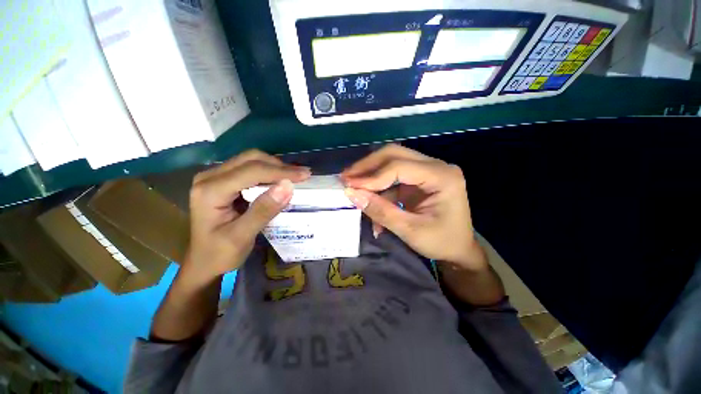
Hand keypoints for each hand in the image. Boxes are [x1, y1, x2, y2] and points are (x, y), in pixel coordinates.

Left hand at [185, 150, 310, 280]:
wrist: (203, 262)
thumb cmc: (220, 254)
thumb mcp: (242, 237)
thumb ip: (263, 210)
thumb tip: (287, 186)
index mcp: (210, 191)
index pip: (251, 171)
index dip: (281, 171)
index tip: (305, 175)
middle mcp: (209, 177)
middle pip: (250, 159)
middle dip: (279, 166)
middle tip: (302, 176)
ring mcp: (215, 177)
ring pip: (251, 160)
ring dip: (275, 167)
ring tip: (295, 177)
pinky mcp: (223, 180)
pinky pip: (250, 168)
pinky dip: (269, 172)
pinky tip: (281, 180)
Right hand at [342, 144, 484, 270]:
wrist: (458, 250)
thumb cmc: (441, 242)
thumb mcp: (409, 230)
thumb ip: (380, 211)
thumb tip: (351, 194)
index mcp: (442, 176)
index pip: (399, 166)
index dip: (372, 177)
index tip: (349, 187)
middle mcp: (436, 166)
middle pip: (395, 154)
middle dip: (368, 166)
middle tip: (346, 177)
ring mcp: (427, 171)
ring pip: (392, 162)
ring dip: (371, 175)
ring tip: (352, 187)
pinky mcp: (419, 179)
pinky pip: (393, 177)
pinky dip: (379, 189)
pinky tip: (370, 202)